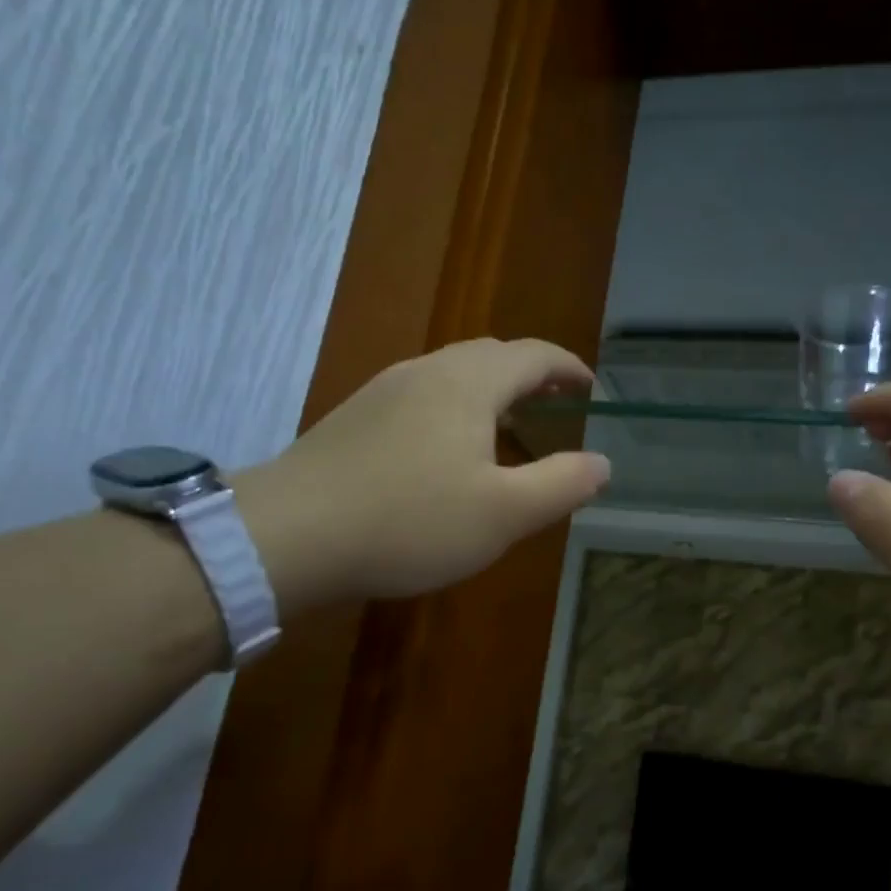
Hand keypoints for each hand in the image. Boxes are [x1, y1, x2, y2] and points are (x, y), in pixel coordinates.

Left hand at [237, 339, 609, 608]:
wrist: (288, 535)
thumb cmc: (410, 521)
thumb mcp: (504, 514)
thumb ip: (562, 484)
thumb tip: (603, 463)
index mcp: (469, 382)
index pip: (534, 355)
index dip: (569, 368)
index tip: (591, 390)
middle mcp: (426, 371)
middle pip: (492, 357)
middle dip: (531, 378)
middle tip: (556, 408)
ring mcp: (384, 391)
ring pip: (453, 377)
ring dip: (491, 395)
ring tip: (509, 433)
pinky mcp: (355, 418)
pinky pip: (422, 399)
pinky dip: (456, 412)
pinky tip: (449, 455)